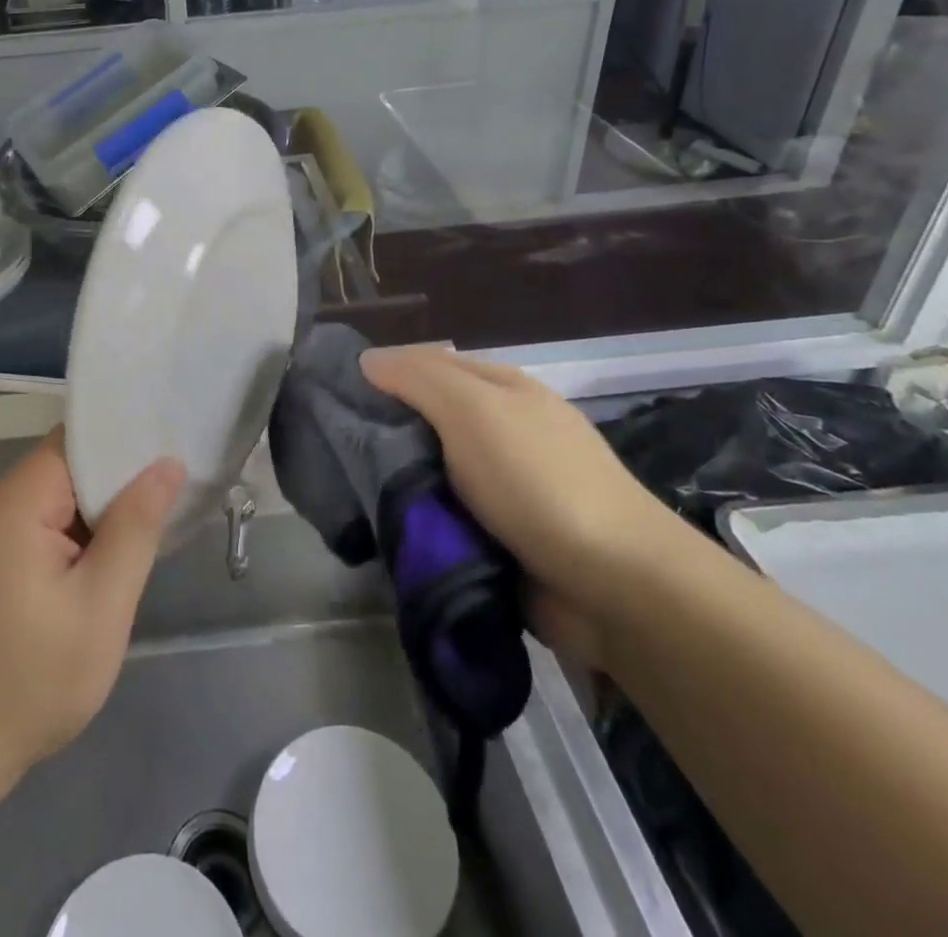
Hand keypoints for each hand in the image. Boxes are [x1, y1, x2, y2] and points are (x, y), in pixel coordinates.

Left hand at [0, 430, 185, 796]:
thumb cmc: (28, 683)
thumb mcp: (100, 607)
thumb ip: (136, 527)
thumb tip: (167, 464)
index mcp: (14, 499)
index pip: (78, 441)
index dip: (125, 446)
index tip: (170, 459)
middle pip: (64, 469)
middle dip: (113, 489)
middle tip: (163, 512)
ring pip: (50, 500)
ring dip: (90, 519)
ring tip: (137, 542)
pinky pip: (30, 527)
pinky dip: (64, 539)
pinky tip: (90, 571)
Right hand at [360, 346, 683, 665]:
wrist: (614, 587)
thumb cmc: (538, 481)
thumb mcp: (473, 410)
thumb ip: (418, 378)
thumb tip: (367, 360)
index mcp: (502, 389)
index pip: (428, 366)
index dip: (383, 374)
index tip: (334, 396)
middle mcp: (504, 430)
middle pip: (429, 419)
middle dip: (385, 432)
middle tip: (333, 448)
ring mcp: (506, 486)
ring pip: (433, 471)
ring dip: (400, 482)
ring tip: (347, 490)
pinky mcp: (503, 536)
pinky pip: (447, 516)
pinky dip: (421, 520)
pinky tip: (385, 525)